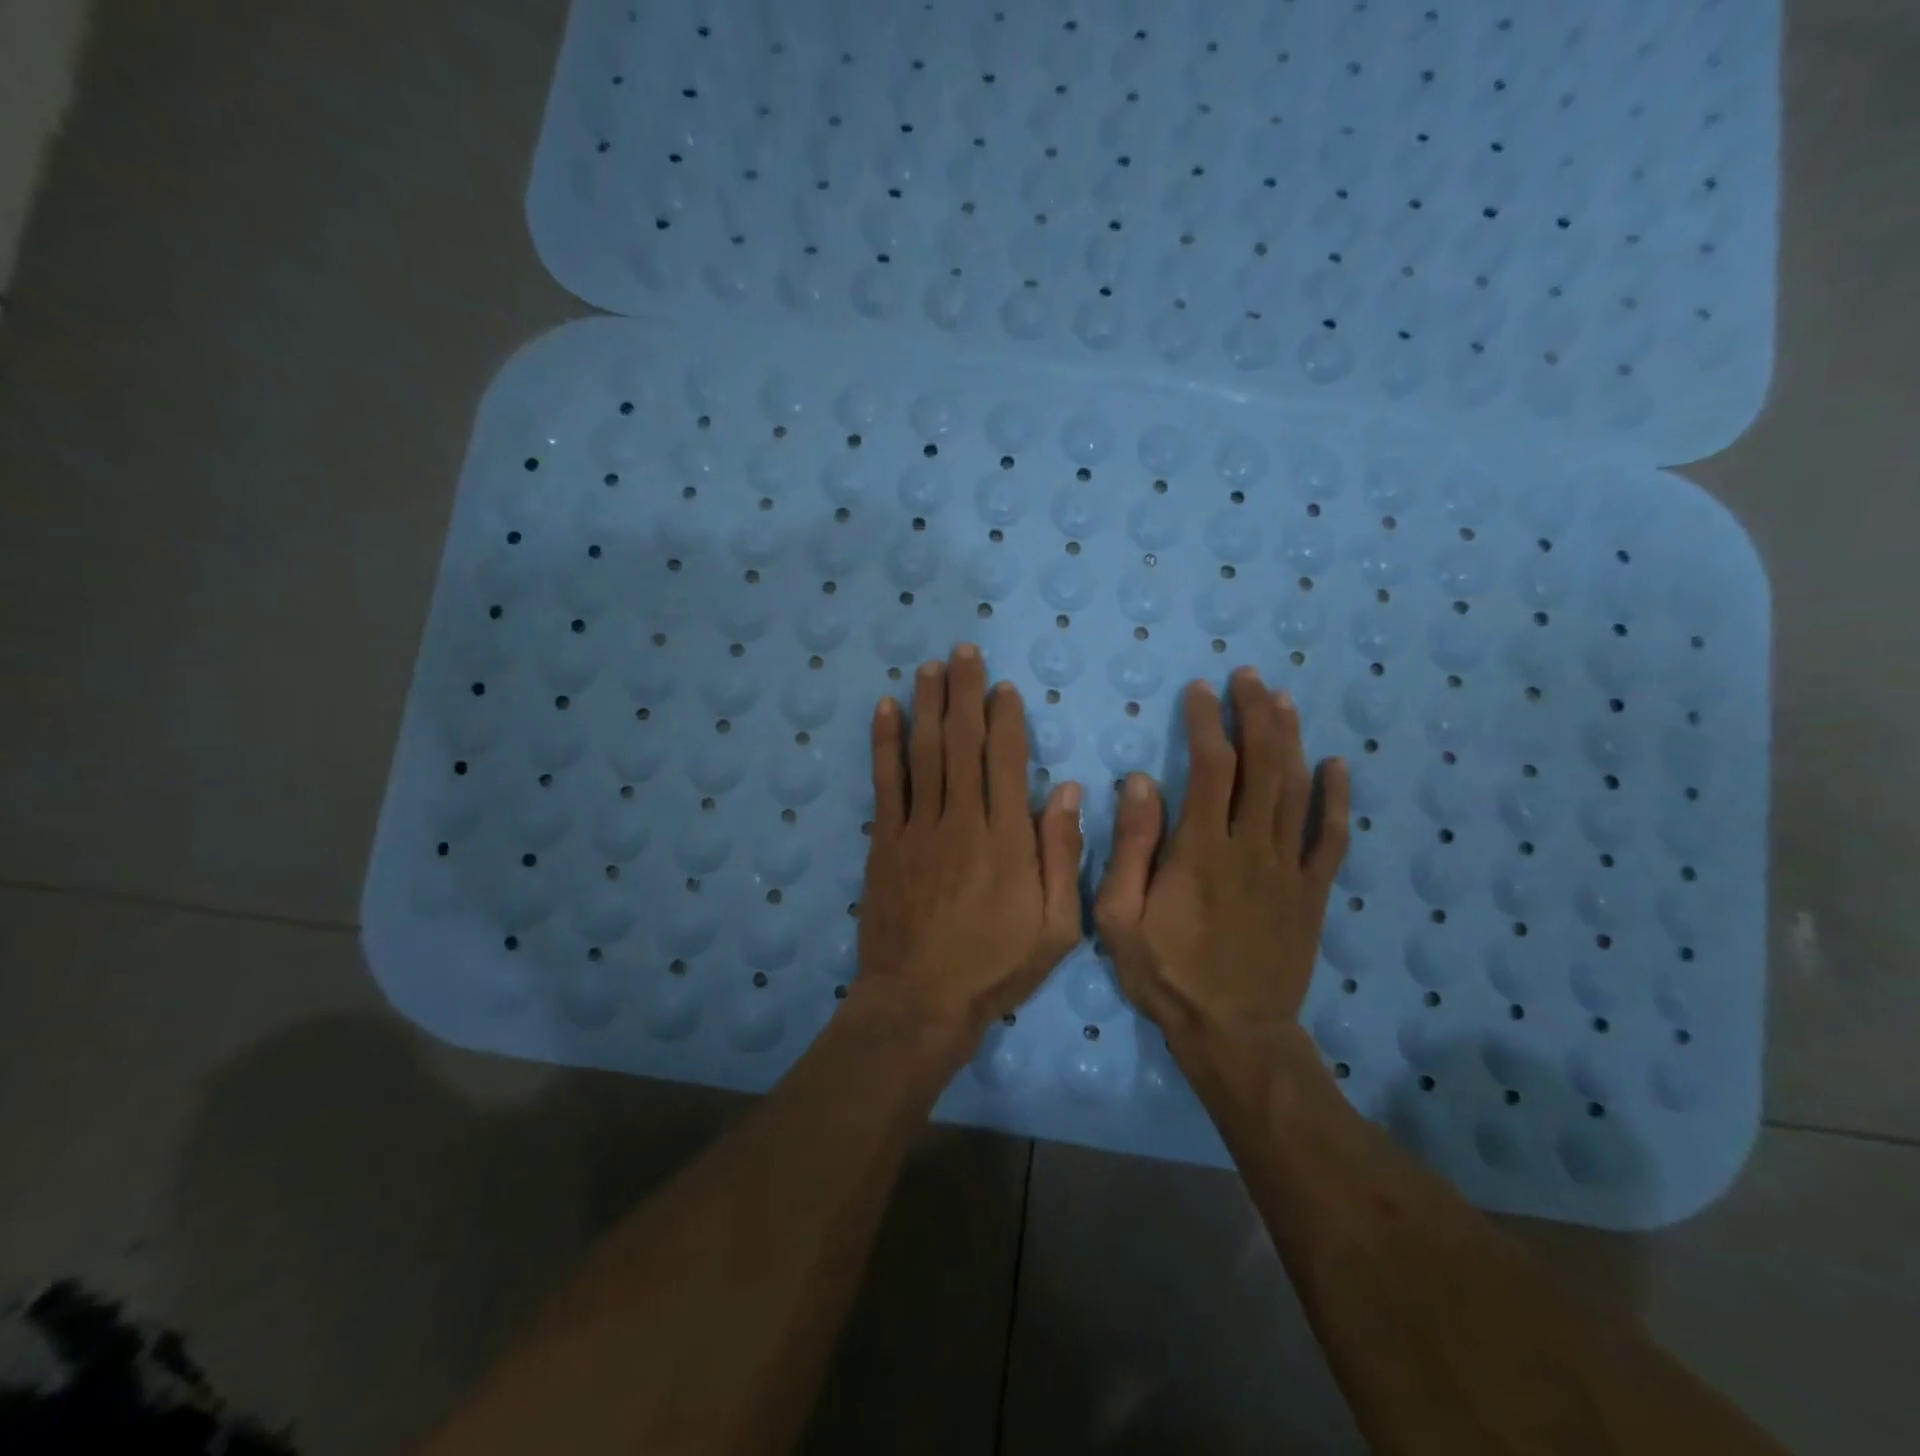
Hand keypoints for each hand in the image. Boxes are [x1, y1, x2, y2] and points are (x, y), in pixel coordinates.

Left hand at [856, 645, 1083, 1048]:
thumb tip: (1065, 791)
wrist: (919, 1001)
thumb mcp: (1056, 927)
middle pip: (963, 742)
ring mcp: (917, 829)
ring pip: (924, 753)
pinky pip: (885, 782)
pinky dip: (885, 743)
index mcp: (1007, 839)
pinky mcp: (884, 843)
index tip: (1002, 687)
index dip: (1005, 718)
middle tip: (964, 652)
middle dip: (964, 693)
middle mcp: (961, 820)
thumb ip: (1061, 856)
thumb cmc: (994, 968)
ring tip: (930, 666)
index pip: (1006, 760)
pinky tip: (886, 710)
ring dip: (928, 705)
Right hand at [1093, 669, 1348, 1052]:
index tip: (1199, 691)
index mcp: (1201, 849)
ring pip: (1297, 790)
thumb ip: (1130, 847)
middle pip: (1262, 765)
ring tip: (1282, 701)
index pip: (1212, 767)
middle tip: (1247, 678)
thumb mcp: (1120, 917)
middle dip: (1255, 714)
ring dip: (1291, 740)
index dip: (1207, 722)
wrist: (1234, 1033)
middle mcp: (1251, 847)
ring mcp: (1288, 869)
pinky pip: (1330, 838)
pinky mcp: (1312, 893)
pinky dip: (1337, 799)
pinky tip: (1336, 766)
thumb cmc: (1166, 974)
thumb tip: (1141, 782)